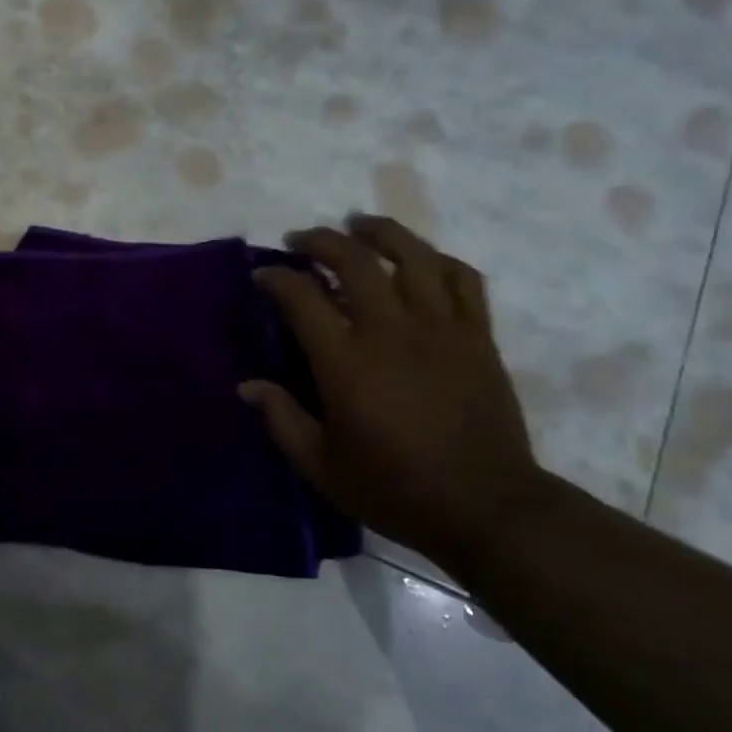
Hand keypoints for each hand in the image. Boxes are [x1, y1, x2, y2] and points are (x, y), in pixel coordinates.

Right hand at [239, 216, 550, 567]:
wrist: (484, 507)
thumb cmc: (392, 488)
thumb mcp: (319, 464)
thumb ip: (281, 418)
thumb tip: (248, 386)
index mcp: (345, 362)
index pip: (301, 297)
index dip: (276, 277)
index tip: (262, 275)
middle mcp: (391, 331)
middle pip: (355, 261)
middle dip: (322, 240)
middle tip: (303, 239)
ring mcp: (441, 329)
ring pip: (413, 256)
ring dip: (381, 233)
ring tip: (360, 225)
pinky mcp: (478, 337)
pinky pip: (464, 279)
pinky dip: (438, 260)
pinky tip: (422, 260)